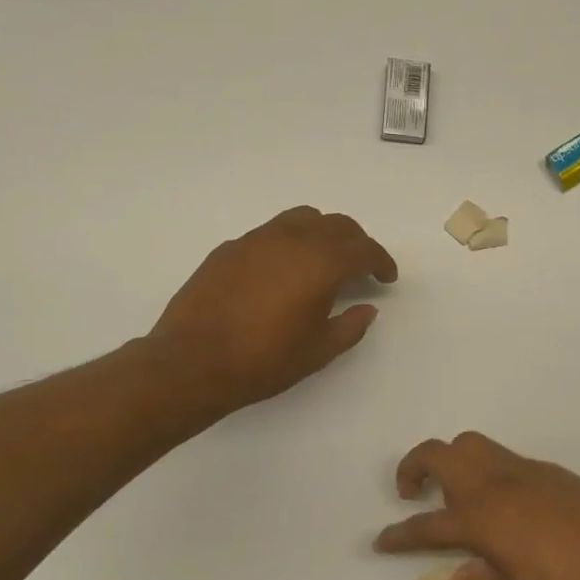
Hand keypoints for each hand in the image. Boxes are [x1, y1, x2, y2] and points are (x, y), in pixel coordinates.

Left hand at [151, 206, 398, 413]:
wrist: (192, 362)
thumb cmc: (263, 361)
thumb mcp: (318, 352)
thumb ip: (350, 326)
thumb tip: (366, 308)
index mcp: (321, 264)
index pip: (363, 249)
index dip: (381, 261)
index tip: (386, 277)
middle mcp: (292, 240)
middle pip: (337, 225)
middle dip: (357, 243)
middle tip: (362, 267)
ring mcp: (257, 239)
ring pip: (303, 218)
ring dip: (323, 233)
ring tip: (324, 259)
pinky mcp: (230, 247)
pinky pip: (272, 231)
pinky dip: (290, 241)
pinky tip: (283, 270)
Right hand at [373, 432, 579, 579]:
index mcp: (480, 519)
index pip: (425, 525)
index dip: (399, 535)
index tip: (381, 541)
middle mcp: (494, 484)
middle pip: (439, 453)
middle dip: (413, 467)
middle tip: (412, 493)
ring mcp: (522, 471)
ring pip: (471, 444)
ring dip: (452, 461)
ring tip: (456, 493)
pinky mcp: (547, 470)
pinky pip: (503, 458)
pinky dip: (487, 470)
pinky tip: (503, 503)